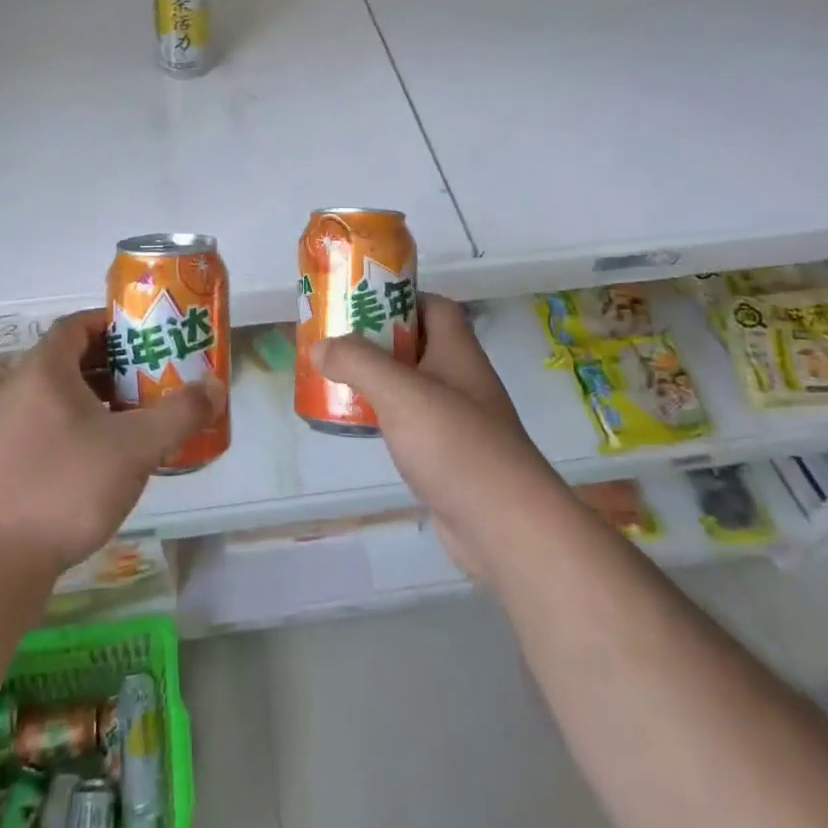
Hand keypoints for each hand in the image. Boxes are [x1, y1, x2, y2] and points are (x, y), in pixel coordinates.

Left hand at [0, 311, 224, 579]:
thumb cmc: (68, 485)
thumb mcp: (135, 446)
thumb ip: (180, 414)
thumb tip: (216, 385)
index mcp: (47, 369)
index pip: (79, 323)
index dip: (114, 323)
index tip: (150, 336)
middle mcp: (26, 389)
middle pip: (76, 358)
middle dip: (119, 362)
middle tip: (158, 373)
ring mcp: (17, 428)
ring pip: (68, 395)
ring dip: (106, 397)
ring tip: (145, 412)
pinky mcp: (16, 463)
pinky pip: (58, 425)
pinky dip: (89, 426)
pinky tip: (116, 454)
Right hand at [313, 294, 558, 587]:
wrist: (506, 529)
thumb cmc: (456, 444)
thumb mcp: (400, 392)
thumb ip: (357, 362)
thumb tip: (320, 345)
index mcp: (457, 351)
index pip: (432, 306)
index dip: (399, 298)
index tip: (360, 304)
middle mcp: (461, 378)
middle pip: (417, 343)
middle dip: (377, 340)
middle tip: (336, 341)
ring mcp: (458, 420)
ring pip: (412, 385)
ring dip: (378, 380)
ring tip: (337, 379)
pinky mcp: (450, 457)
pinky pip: (412, 423)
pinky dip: (386, 418)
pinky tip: (360, 426)